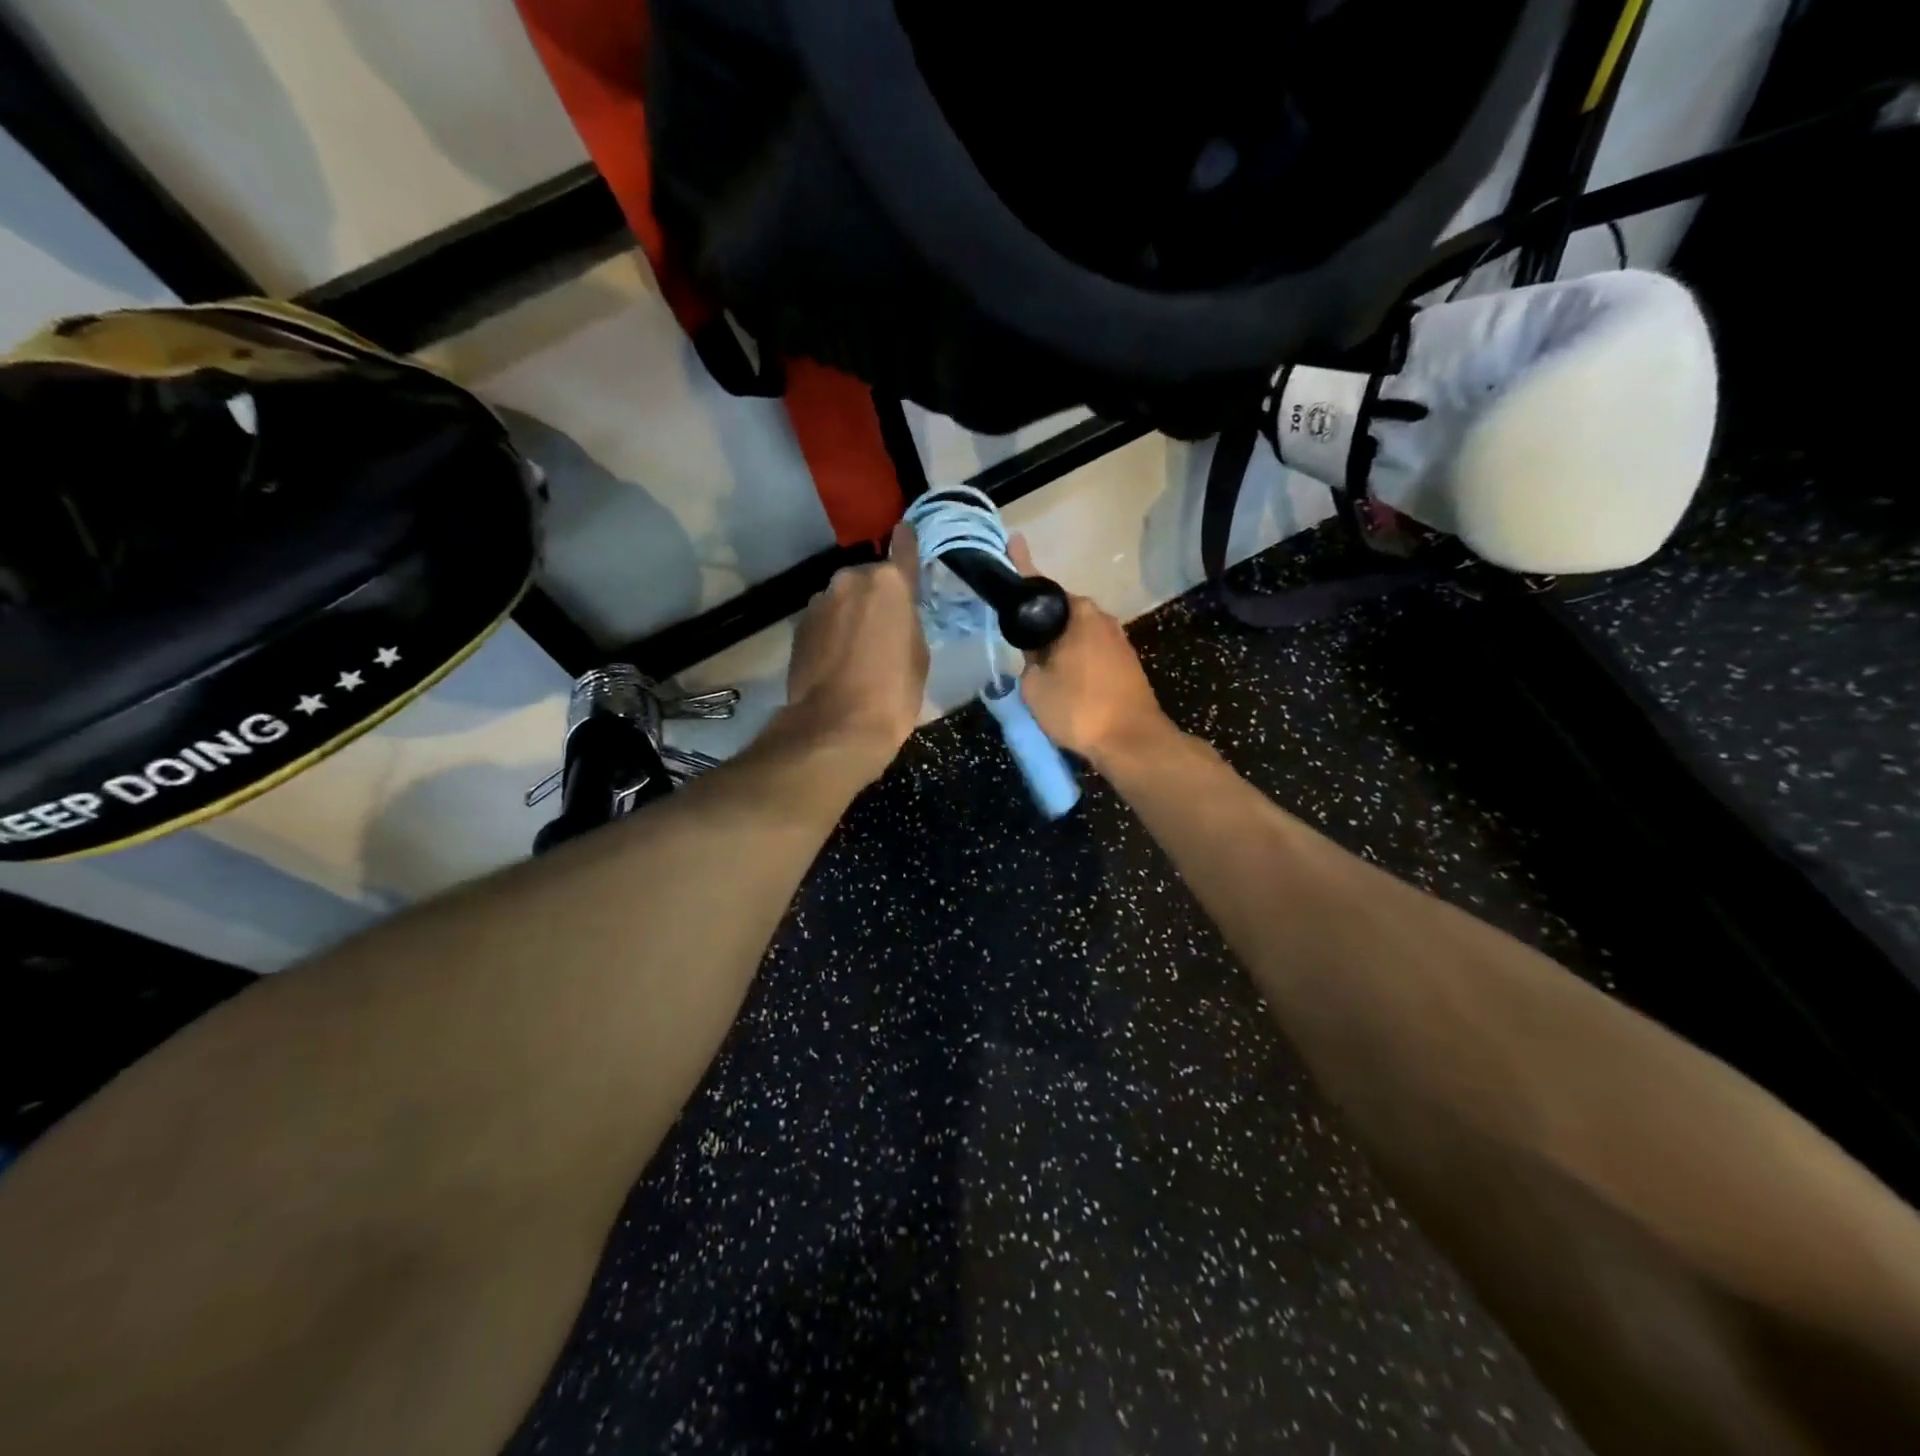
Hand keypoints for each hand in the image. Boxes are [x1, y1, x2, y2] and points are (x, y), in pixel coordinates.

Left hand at [780, 523, 929, 781]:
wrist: (836, 725)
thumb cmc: (893, 692)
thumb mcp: (918, 655)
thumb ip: (907, 621)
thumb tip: (895, 613)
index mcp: (889, 584)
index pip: (903, 549)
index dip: (907, 543)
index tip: (906, 532)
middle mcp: (851, 580)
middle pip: (869, 579)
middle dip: (875, 595)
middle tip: (884, 626)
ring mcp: (820, 602)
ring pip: (843, 599)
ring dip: (850, 613)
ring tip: (858, 648)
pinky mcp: (799, 626)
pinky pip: (824, 619)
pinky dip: (831, 631)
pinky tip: (837, 659)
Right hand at [1007, 537, 1176, 772]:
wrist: (1130, 741)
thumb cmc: (1078, 708)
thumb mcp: (1035, 686)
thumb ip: (1029, 661)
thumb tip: (1038, 656)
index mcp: (1078, 613)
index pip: (1040, 584)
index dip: (1021, 565)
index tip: (1013, 542)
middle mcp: (1101, 618)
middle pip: (1061, 611)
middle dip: (1041, 621)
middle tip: (1020, 643)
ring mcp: (1118, 640)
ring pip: (1077, 633)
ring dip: (1059, 643)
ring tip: (1040, 668)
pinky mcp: (1127, 663)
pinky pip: (1091, 651)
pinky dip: (1075, 658)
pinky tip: (1064, 680)